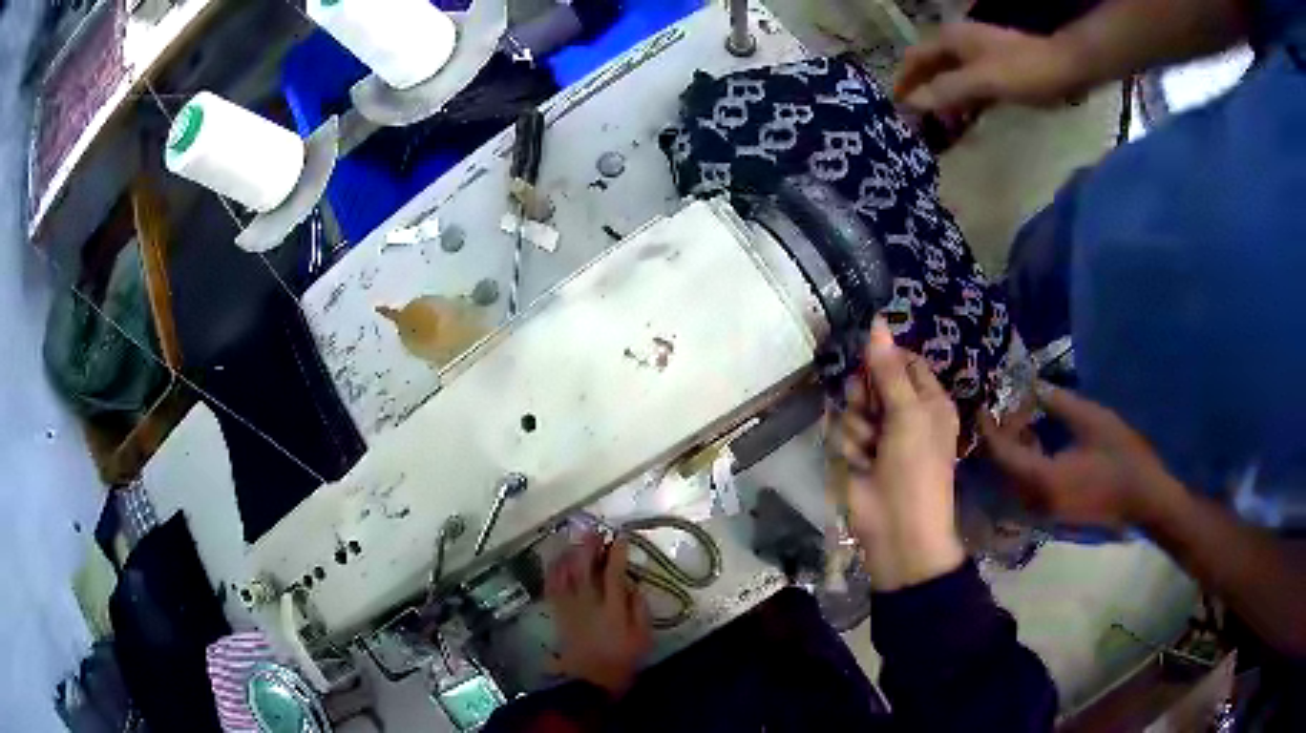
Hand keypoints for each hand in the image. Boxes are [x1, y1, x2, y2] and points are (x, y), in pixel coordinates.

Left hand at [545, 532, 651, 695]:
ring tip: (577, 538)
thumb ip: (639, 608)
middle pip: (586, 566)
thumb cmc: (622, 659)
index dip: (618, 553)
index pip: (614, 573)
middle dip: (590, 545)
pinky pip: (552, 585)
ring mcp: (570, 606)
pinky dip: (554, 569)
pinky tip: (556, 558)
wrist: (590, 680)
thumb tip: (633, 584)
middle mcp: (589, 601)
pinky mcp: (558, 612)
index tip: (622, 537)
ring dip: (572, 552)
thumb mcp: (643, 636)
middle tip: (596, 529)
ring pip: (567, 572)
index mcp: (613, 607)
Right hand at [834, 318, 965, 590]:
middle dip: (866, 395)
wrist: (898, 528)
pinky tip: (860, 465)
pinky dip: (848, 448)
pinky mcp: (854, 454)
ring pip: (851, 407)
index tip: (871, 361)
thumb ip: (888, 370)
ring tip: (870, 450)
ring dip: (857, 427)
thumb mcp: (909, 414)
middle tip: (872, 410)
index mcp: (929, 401)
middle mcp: (903, 413)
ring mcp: (878, 435)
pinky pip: (840, 432)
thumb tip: (876, 321)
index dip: (885, 358)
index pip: (904, 361)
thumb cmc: (916, 467)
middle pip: (872, 381)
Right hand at [895, 22, 1087, 116]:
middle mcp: (960, 45)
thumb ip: (946, 91)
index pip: (915, 59)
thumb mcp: (982, 81)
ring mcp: (979, 59)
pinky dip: (964, 106)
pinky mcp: (996, 73)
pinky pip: (971, 89)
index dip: (903, 82)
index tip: (894, 108)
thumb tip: (912, 105)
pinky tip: (965, 124)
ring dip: (944, 103)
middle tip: (915, 125)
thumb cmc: (1023, 70)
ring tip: (939, 130)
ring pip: (952, 81)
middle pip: (931, 70)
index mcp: (951, 41)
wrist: (1066, 68)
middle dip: (922, 95)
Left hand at [979, 383, 1186, 528]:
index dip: (989, 428)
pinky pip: (1026, 488)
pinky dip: (1024, 465)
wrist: (1145, 501)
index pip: (1001, 454)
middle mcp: (1034, 502)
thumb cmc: (1122, 458)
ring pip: (1013, 481)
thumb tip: (1033, 386)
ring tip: (1024, 419)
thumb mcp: (1091, 420)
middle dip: (1000, 437)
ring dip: (1012, 451)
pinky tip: (1038, 442)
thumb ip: (1058, 402)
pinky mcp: (1053, 514)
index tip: (982, 404)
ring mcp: (1043, 512)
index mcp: (1041, 480)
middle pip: (1002, 469)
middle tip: (1009, 407)